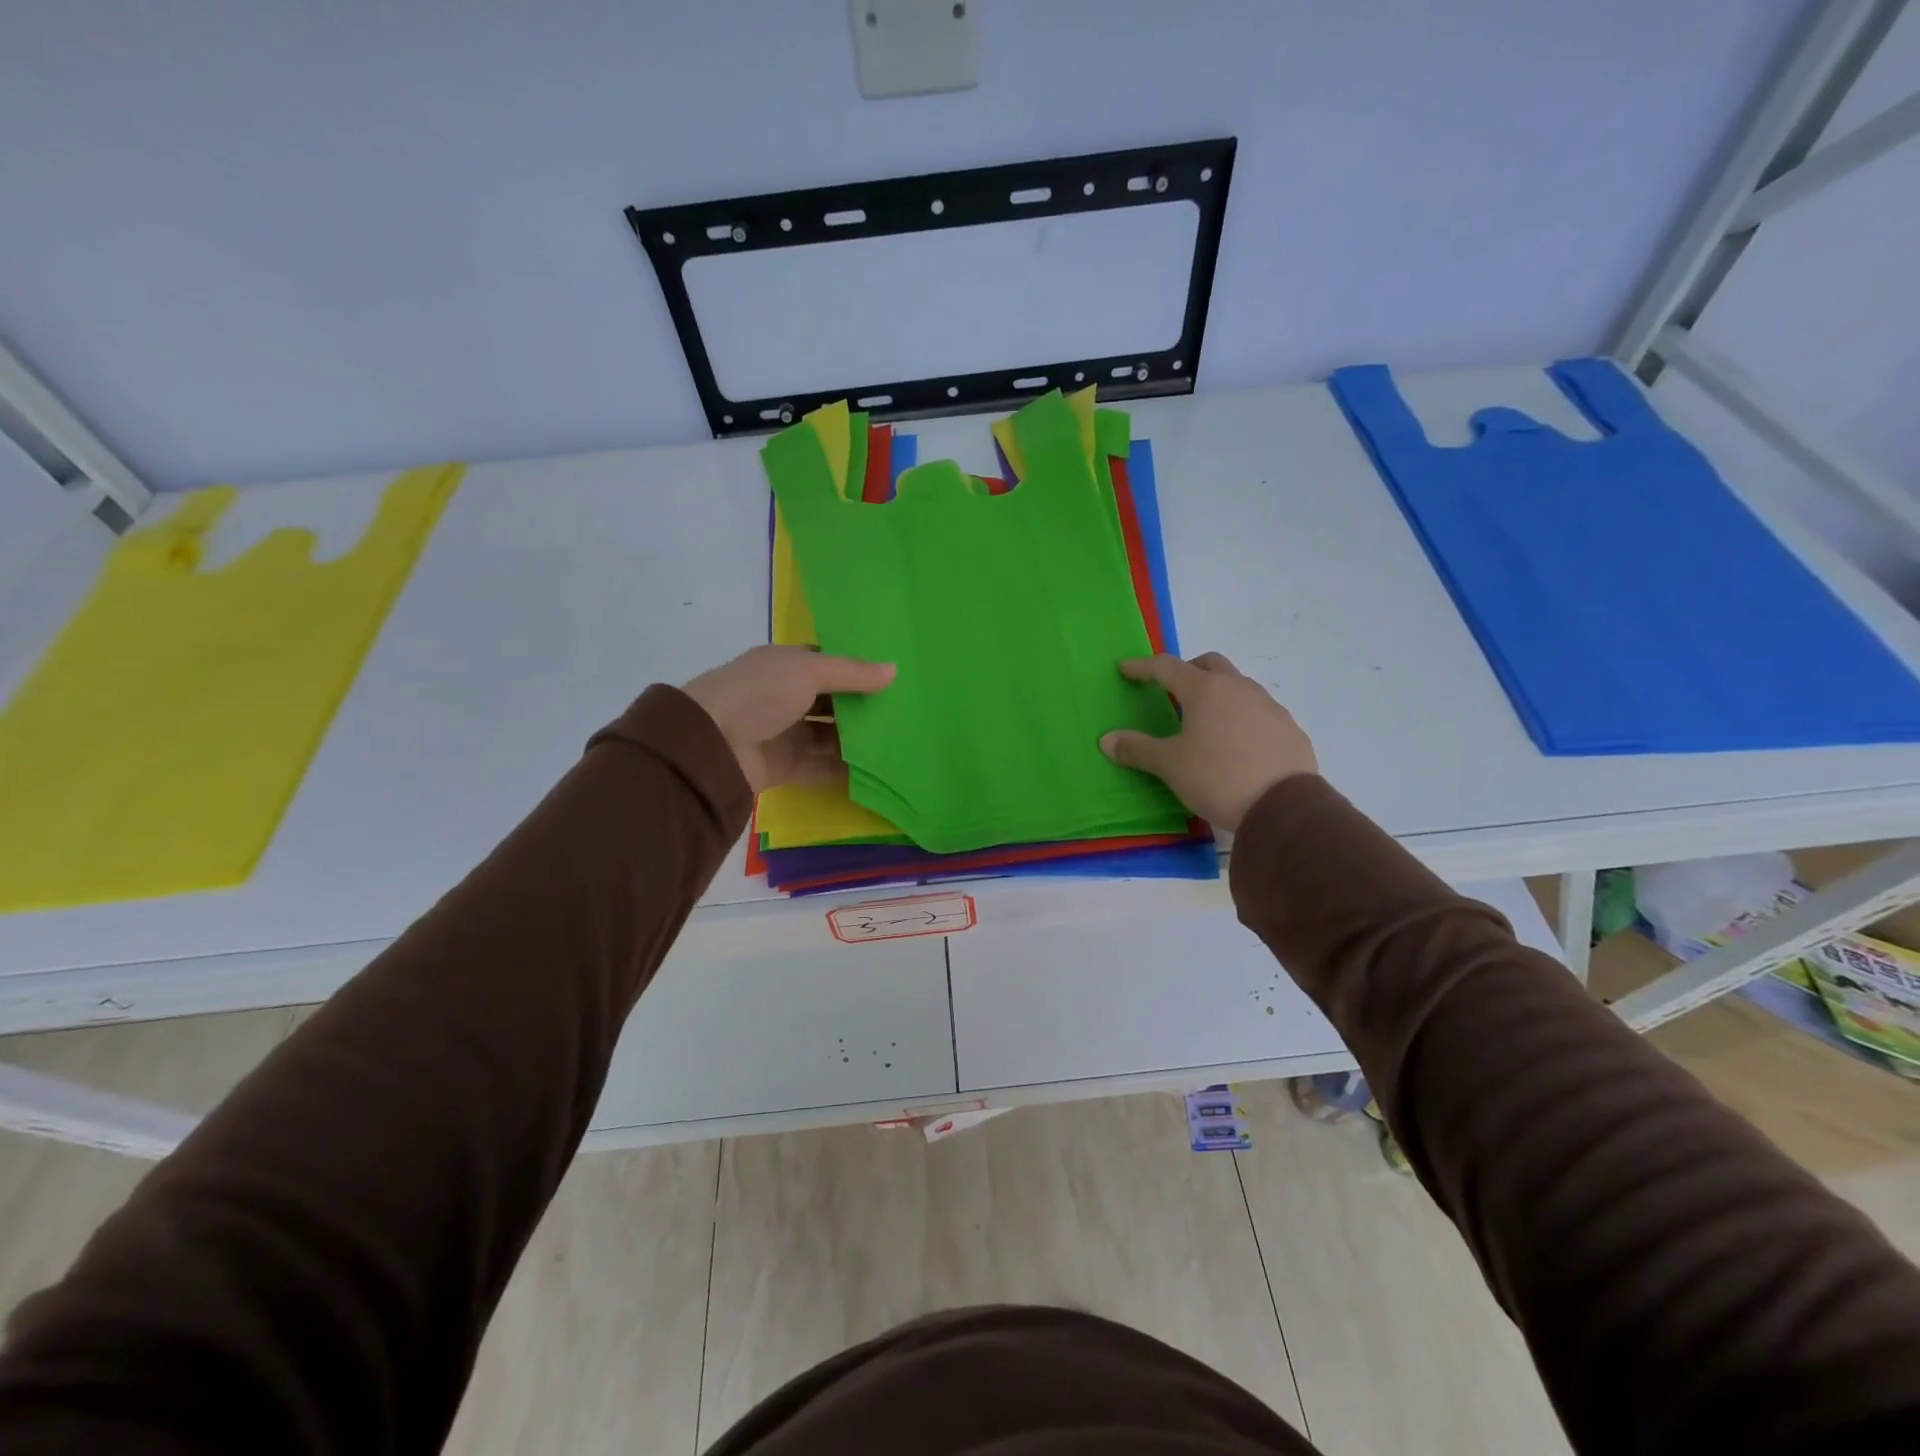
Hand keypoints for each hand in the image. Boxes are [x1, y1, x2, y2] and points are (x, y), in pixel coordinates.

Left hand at [683, 646, 895, 793]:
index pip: (823, 664)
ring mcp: (781, 734)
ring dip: (854, 740)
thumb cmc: (759, 693)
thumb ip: (851, 673)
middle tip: (899, 713)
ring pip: (825, 736)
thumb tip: (894, 670)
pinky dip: (841, 769)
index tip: (889, 678)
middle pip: (828, 703)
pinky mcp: (781, 767)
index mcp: (782, 666)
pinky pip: (818, 767)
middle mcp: (781, 698)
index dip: (853, 670)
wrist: (710, 744)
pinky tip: (873, 769)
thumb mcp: (808, 671)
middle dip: (858, 708)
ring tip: (893, 742)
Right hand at [1099, 652, 1316, 830]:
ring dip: (1219, 694)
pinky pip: (1259, 712)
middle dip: (1188, 670)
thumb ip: (1137, 749)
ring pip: (1239, 686)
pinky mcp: (1289, 728)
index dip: (1143, 667)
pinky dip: (1242, 717)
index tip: (1125, 669)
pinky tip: (1237, 745)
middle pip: (1210, 664)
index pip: (1167, 667)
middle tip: (1172, 690)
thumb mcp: (1170, 765)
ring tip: (1206, 722)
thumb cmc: (1217, 777)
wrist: (1282, 807)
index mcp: (1205, 690)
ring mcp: (1269, 706)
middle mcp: (1239, 688)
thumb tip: (1107, 740)